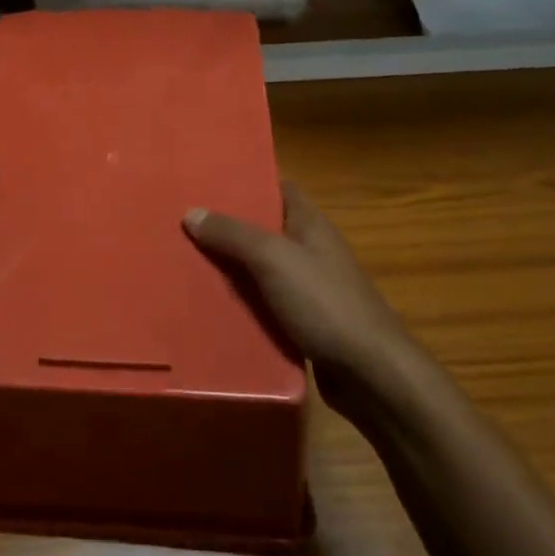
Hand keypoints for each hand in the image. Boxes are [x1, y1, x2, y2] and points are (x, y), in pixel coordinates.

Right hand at [184, 179, 419, 401]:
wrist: (370, 373)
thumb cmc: (325, 303)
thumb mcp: (273, 259)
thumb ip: (233, 234)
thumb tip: (192, 212)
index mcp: (311, 225)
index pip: (279, 189)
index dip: (247, 182)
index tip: (207, 183)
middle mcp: (312, 251)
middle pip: (264, 230)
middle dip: (228, 227)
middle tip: (183, 224)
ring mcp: (310, 288)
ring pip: (261, 270)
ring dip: (231, 268)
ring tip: (185, 263)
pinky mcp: (304, 322)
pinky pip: (265, 304)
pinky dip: (242, 304)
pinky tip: (211, 307)